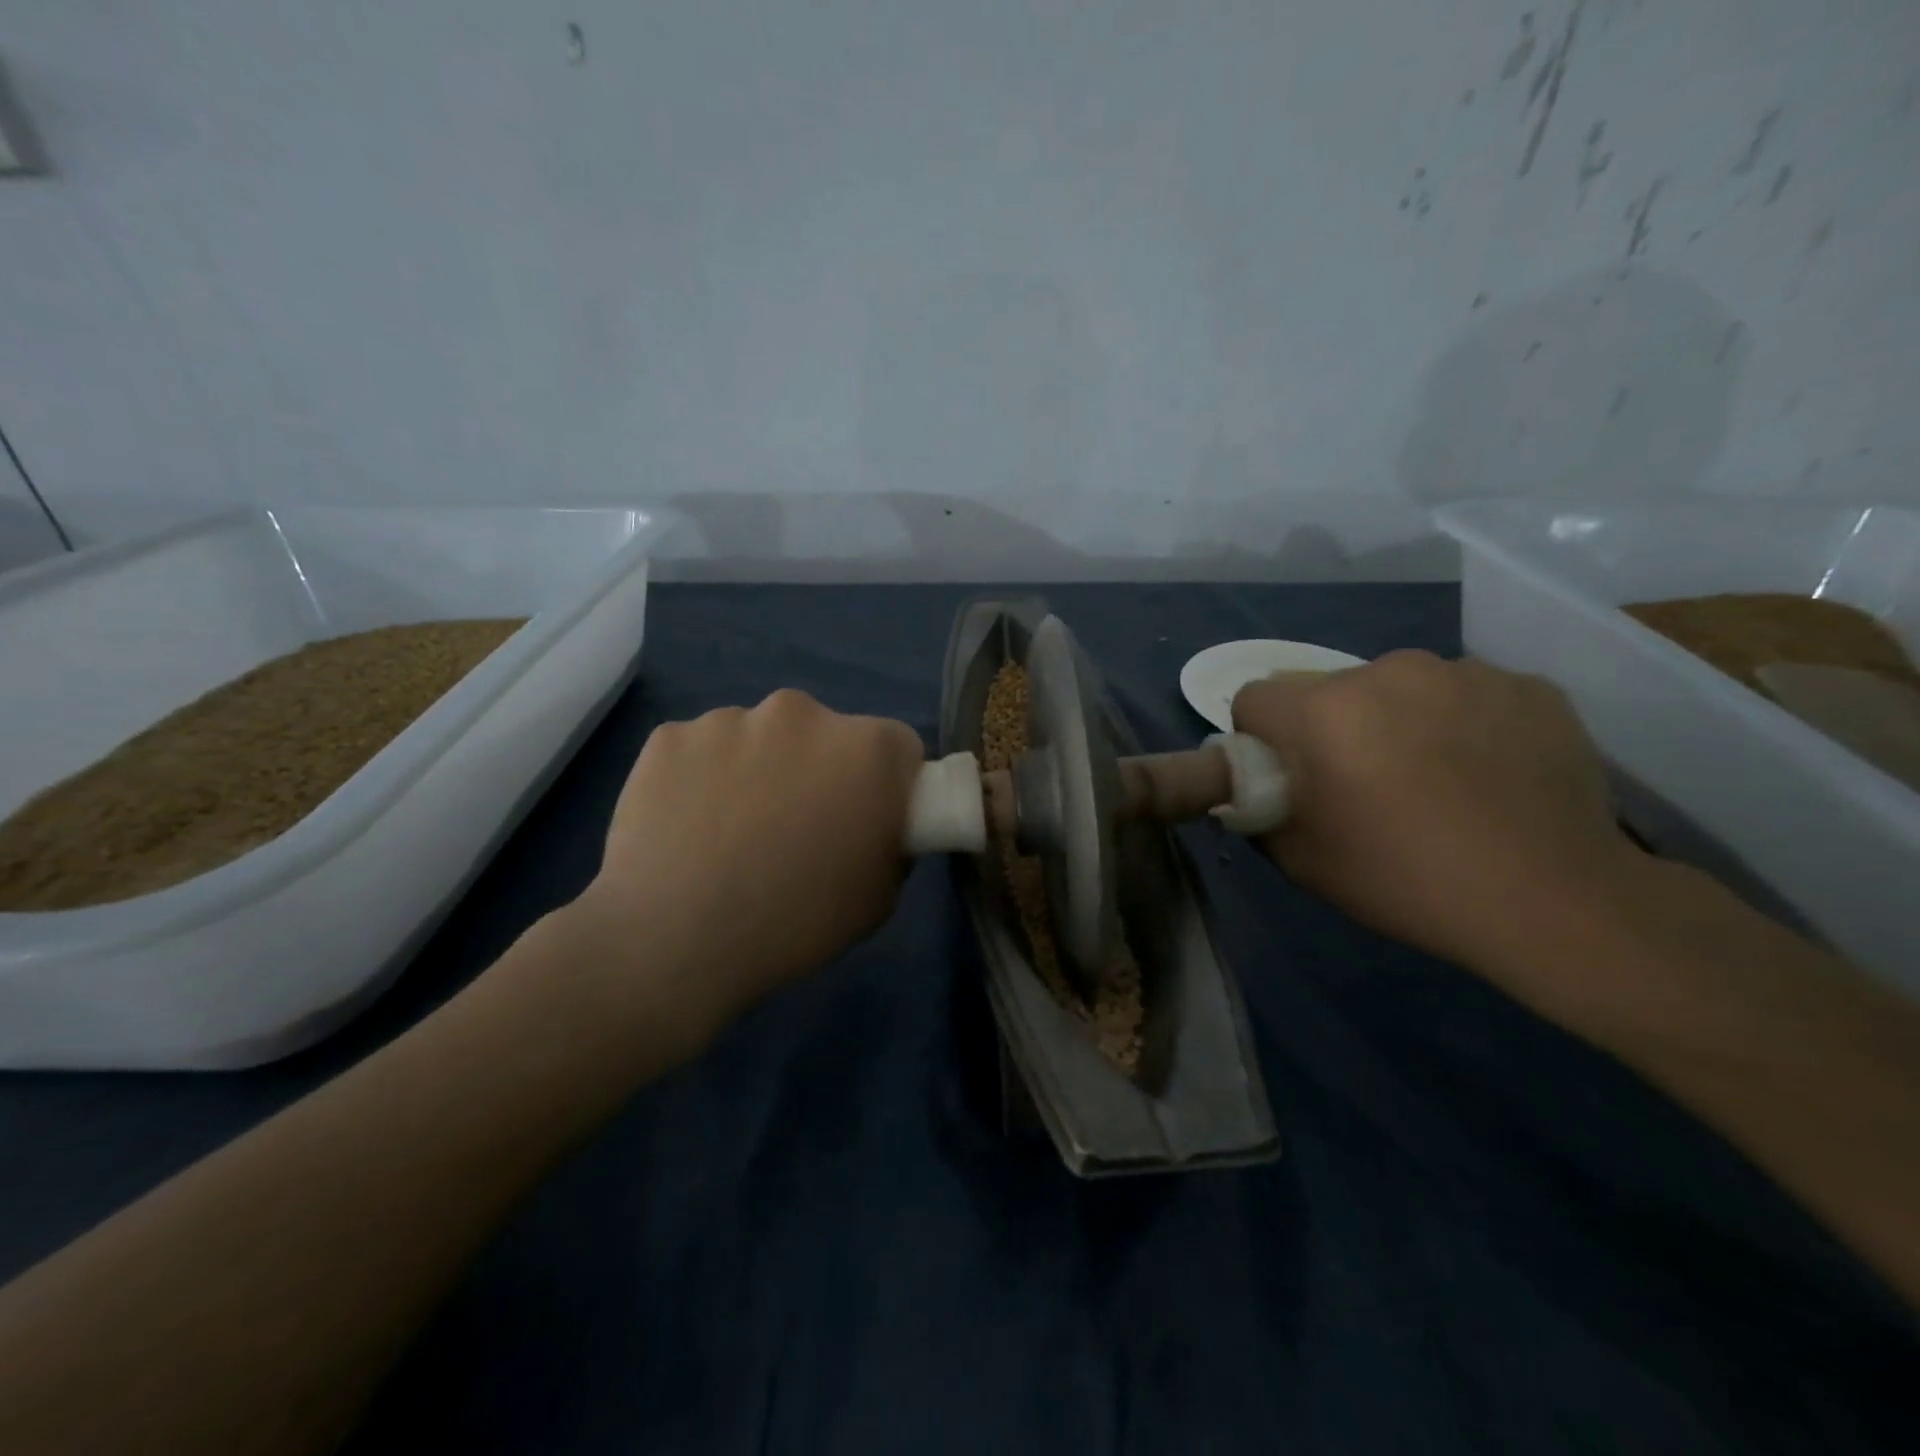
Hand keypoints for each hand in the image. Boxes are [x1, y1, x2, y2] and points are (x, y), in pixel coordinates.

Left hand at [570, 690, 923, 1048]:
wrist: (673, 941)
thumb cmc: (794, 922)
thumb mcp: (879, 898)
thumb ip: (890, 842)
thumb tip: (873, 826)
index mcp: (866, 748)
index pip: (897, 747)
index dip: (888, 783)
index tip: (867, 818)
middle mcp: (802, 712)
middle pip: (825, 734)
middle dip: (819, 770)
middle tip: (796, 829)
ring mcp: (729, 719)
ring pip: (759, 738)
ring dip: (758, 770)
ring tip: (731, 834)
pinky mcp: (669, 736)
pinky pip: (701, 751)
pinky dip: (700, 778)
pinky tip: (687, 829)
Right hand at [1231, 652, 1642, 974]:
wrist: (1555, 901)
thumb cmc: (1407, 880)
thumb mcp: (1302, 862)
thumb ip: (1258, 813)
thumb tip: (1257, 789)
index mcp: (1322, 711)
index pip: (1255, 699)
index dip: (1259, 739)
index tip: (1290, 778)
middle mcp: (1385, 672)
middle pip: (1327, 690)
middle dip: (1330, 728)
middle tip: (1365, 786)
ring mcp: (1463, 672)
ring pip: (1398, 687)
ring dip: (1397, 720)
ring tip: (1436, 779)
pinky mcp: (1526, 684)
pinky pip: (1466, 694)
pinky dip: (1463, 723)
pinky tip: (1489, 774)